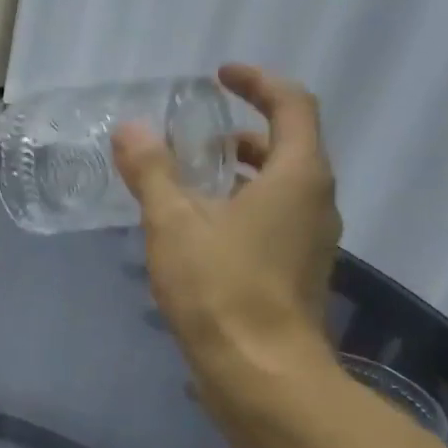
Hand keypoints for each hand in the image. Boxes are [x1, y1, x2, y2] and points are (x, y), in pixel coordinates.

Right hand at [113, 63, 341, 381]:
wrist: (260, 372)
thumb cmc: (220, 287)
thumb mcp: (173, 222)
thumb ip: (152, 171)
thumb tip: (131, 128)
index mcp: (297, 176)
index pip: (292, 105)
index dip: (257, 82)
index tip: (220, 75)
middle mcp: (316, 201)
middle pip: (289, 146)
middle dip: (244, 132)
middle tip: (198, 135)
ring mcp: (312, 240)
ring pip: (281, 186)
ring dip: (241, 172)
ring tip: (191, 181)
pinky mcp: (298, 271)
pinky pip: (275, 218)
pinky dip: (242, 206)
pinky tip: (200, 231)